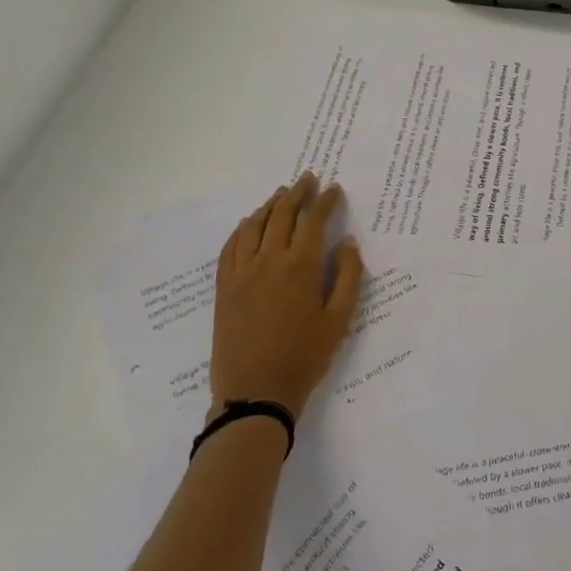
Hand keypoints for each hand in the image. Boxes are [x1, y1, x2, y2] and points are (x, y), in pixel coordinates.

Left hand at [209, 174, 363, 419]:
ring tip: (282, 193)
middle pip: (282, 215)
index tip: (335, 188)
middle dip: (298, 193)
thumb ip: (347, 276)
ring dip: (270, 205)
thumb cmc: (306, 356)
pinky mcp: (224, 287)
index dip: (326, 201)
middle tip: (309, 178)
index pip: (314, 221)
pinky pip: (230, 247)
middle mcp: (268, 260)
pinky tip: (249, 223)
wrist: (255, 392)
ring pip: (254, 226)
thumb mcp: (340, 318)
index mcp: (300, 266)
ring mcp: (241, 273)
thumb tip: (347, 243)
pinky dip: (242, 229)